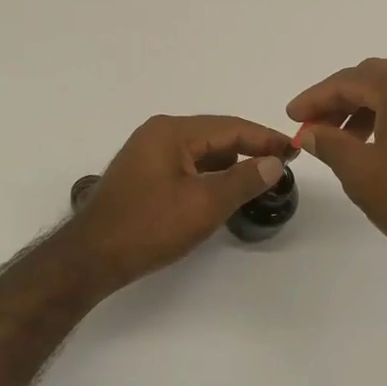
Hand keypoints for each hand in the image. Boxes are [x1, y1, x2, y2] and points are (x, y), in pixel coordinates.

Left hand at [60, 114, 292, 290]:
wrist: (91, 258)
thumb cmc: (148, 226)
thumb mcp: (204, 204)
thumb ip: (243, 180)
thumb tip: (274, 161)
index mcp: (171, 132)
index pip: (230, 127)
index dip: (265, 137)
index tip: (295, 149)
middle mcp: (158, 134)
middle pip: (215, 136)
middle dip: (249, 149)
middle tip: (282, 164)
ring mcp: (147, 154)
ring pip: (201, 153)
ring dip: (230, 164)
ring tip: (260, 178)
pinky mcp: (143, 175)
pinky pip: (186, 166)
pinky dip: (209, 176)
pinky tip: (224, 191)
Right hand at [287, 58, 386, 273]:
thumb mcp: (363, 174)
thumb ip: (330, 144)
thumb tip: (310, 130)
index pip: (348, 81)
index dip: (315, 98)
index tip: (292, 116)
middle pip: (375, 78)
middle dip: (341, 99)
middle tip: (315, 125)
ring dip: (366, 108)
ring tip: (345, 140)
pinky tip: (380, 146)